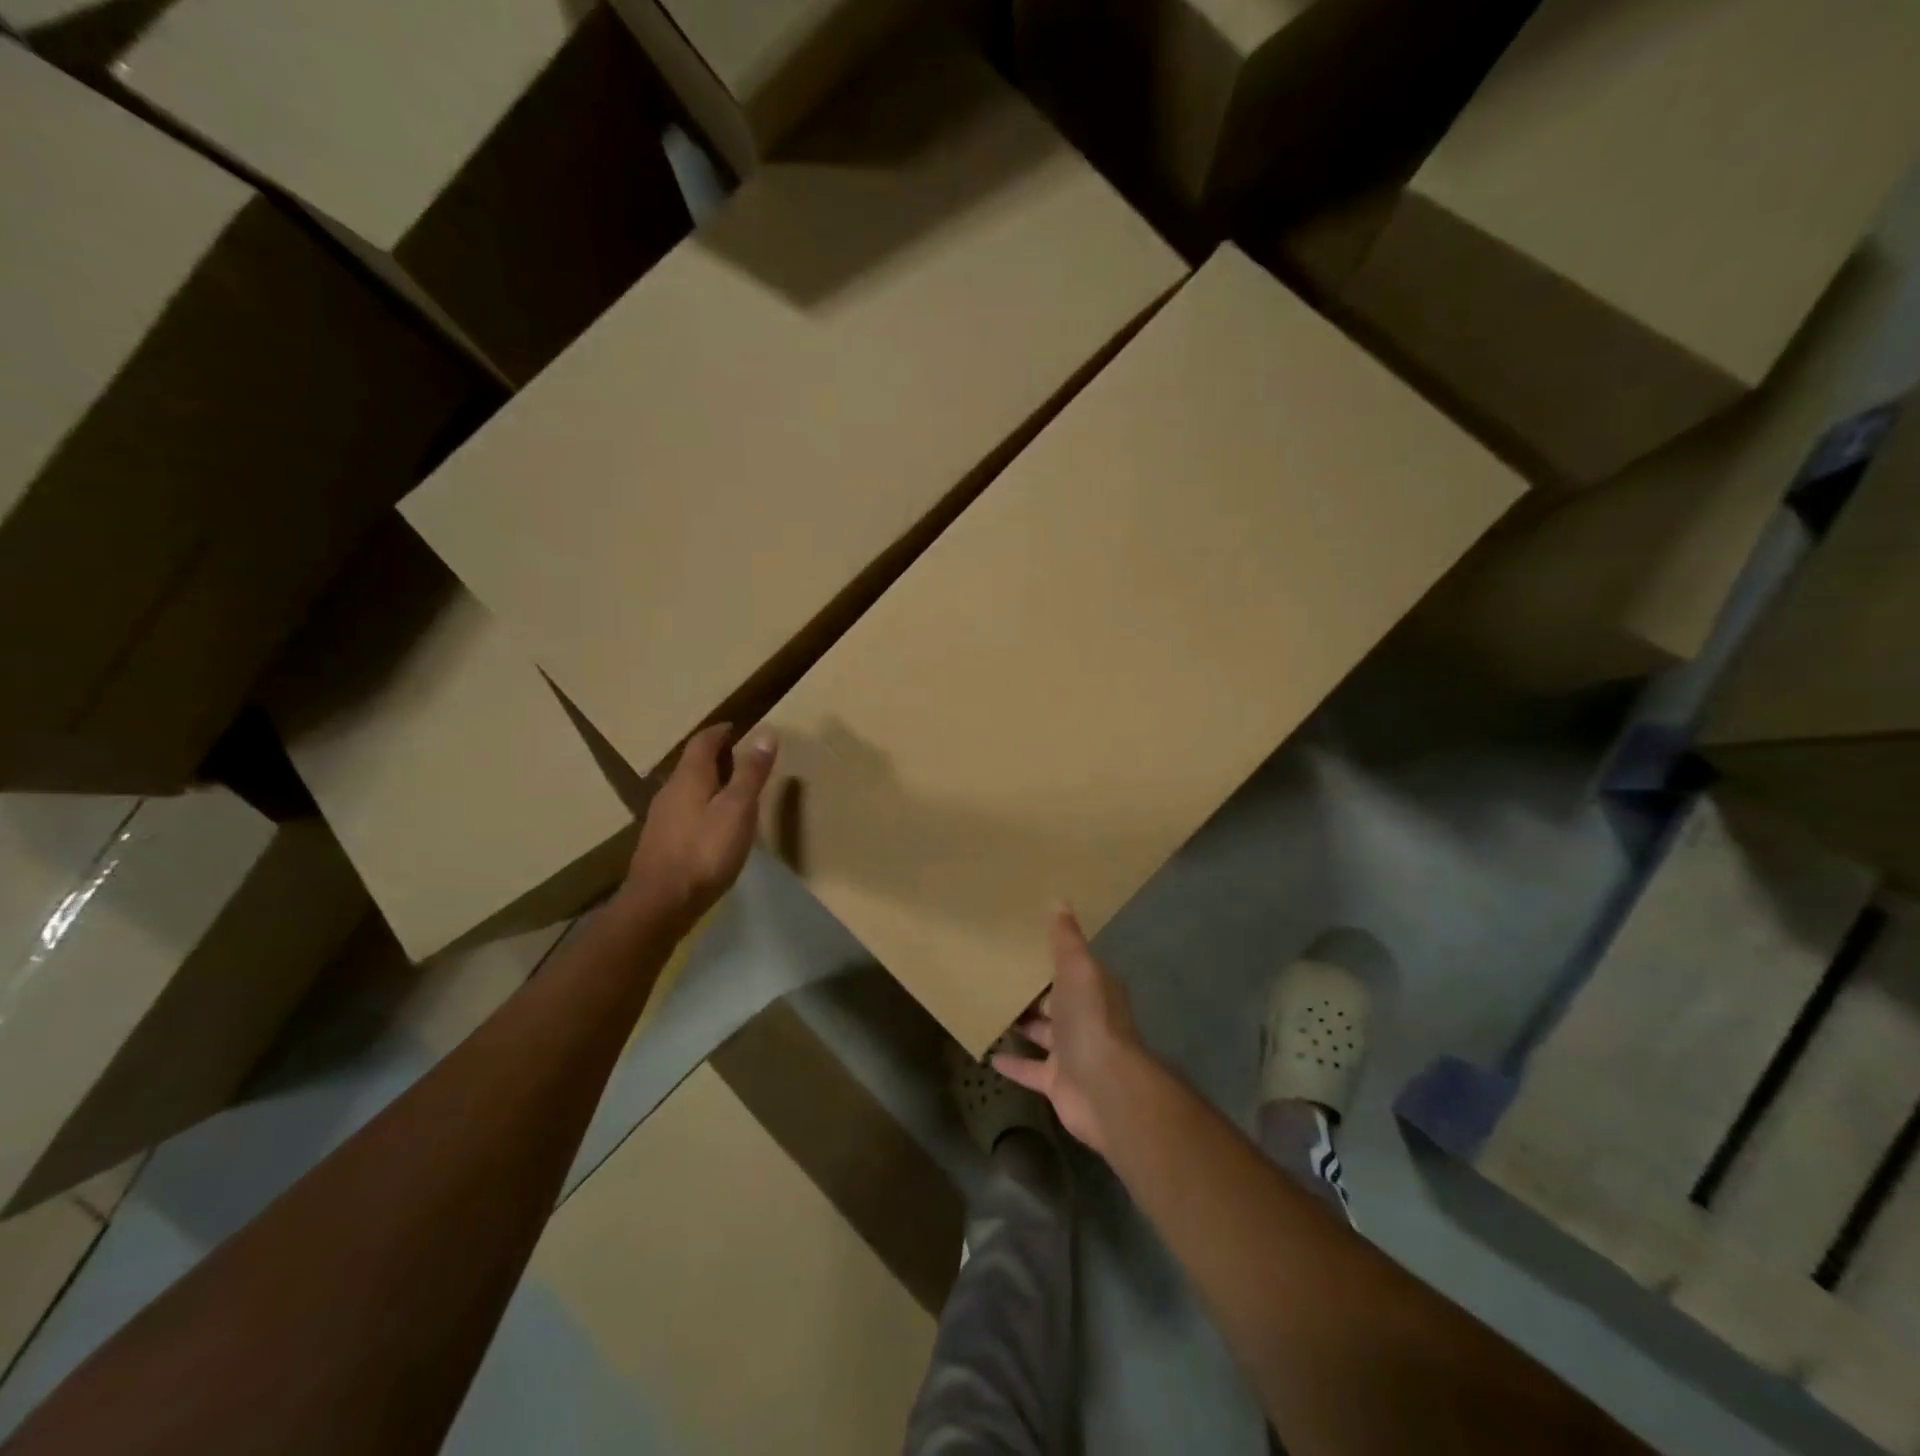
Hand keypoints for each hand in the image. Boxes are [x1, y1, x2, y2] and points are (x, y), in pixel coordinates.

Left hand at [622, 724, 776, 925]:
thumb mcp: (738, 810)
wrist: (660, 903)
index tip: (737, 727)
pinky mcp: (661, 842)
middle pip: (692, 763)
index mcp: (689, 777)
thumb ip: (751, 773)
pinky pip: (684, 810)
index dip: (720, 732)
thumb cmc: (704, 852)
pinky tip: (713, 823)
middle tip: (740, 756)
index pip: (703, 742)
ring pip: (687, 788)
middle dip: (715, 756)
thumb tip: (766, 733)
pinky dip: (701, 804)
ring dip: (708, 781)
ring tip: (731, 787)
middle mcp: (670, 791)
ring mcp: (662, 818)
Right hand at [994, 908, 1145, 1154]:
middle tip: (998, 974)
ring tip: (990, 1009)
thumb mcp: (1078, 969)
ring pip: (1043, 1034)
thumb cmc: (1090, 1020)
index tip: (1024, 945)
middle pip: (1056, 1001)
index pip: (1071, 968)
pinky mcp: (1057, 1082)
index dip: (1050, 958)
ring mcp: (1072, 1053)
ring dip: (1022, 1025)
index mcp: (1093, 989)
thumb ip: (1066, 939)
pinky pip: (1030, 1070)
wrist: (1104, 1088)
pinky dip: (1013, 1064)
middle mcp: (1085, 1019)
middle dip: (1034, 991)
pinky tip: (989, 1054)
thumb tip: (1059, 900)